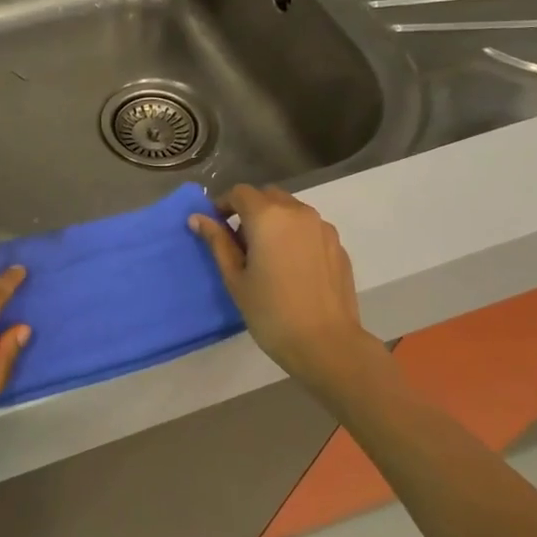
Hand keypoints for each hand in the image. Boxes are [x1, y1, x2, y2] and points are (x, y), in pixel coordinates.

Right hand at [189, 185, 391, 401]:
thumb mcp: (235, 277)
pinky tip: (291, 268)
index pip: (240, 193)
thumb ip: (218, 242)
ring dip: (274, 221)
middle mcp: (298, 212)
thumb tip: (198, 219)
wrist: (326, 343)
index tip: (216, 227)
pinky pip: (310, 229)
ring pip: (291, 210)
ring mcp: (323, 228)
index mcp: (268, 216)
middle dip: (250, 210)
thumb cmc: (270, 311)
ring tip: (267, 255)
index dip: (224, 204)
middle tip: (240, 242)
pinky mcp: (338, 246)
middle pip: (268, 196)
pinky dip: (295, 236)